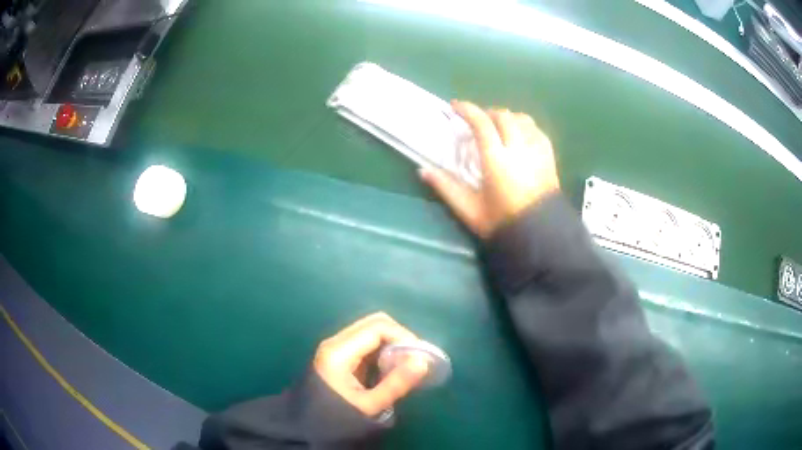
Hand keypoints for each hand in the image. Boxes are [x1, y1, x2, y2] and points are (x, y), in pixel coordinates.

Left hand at [313, 312, 429, 417]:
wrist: (307, 428)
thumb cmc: (337, 418)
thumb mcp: (369, 405)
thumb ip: (396, 383)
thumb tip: (423, 361)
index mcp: (339, 351)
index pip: (378, 327)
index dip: (403, 336)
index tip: (421, 356)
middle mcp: (336, 342)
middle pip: (373, 323)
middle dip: (399, 336)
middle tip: (416, 358)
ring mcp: (335, 348)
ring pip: (370, 331)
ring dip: (391, 343)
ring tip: (407, 364)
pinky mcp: (338, 357)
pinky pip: (365, 344)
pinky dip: (382, 350)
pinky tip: (391, 367)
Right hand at [421, 100, 559, 237]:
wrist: (539, 236)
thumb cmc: (502, 223)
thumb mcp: (469, 210)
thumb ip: (446, 187)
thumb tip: (423, 170)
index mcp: (497, 160)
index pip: (482, 123)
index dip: (467, 110)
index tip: (455, 106)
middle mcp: (519, 149)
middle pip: (503, 116)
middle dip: (487, 112)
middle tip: (476, 120)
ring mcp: (537, 151)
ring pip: (522, 119)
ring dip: (507, 118)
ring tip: (498, 127)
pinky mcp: (549, 157)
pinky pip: (537, 131)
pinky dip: (525, 126)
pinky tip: (519, 136)